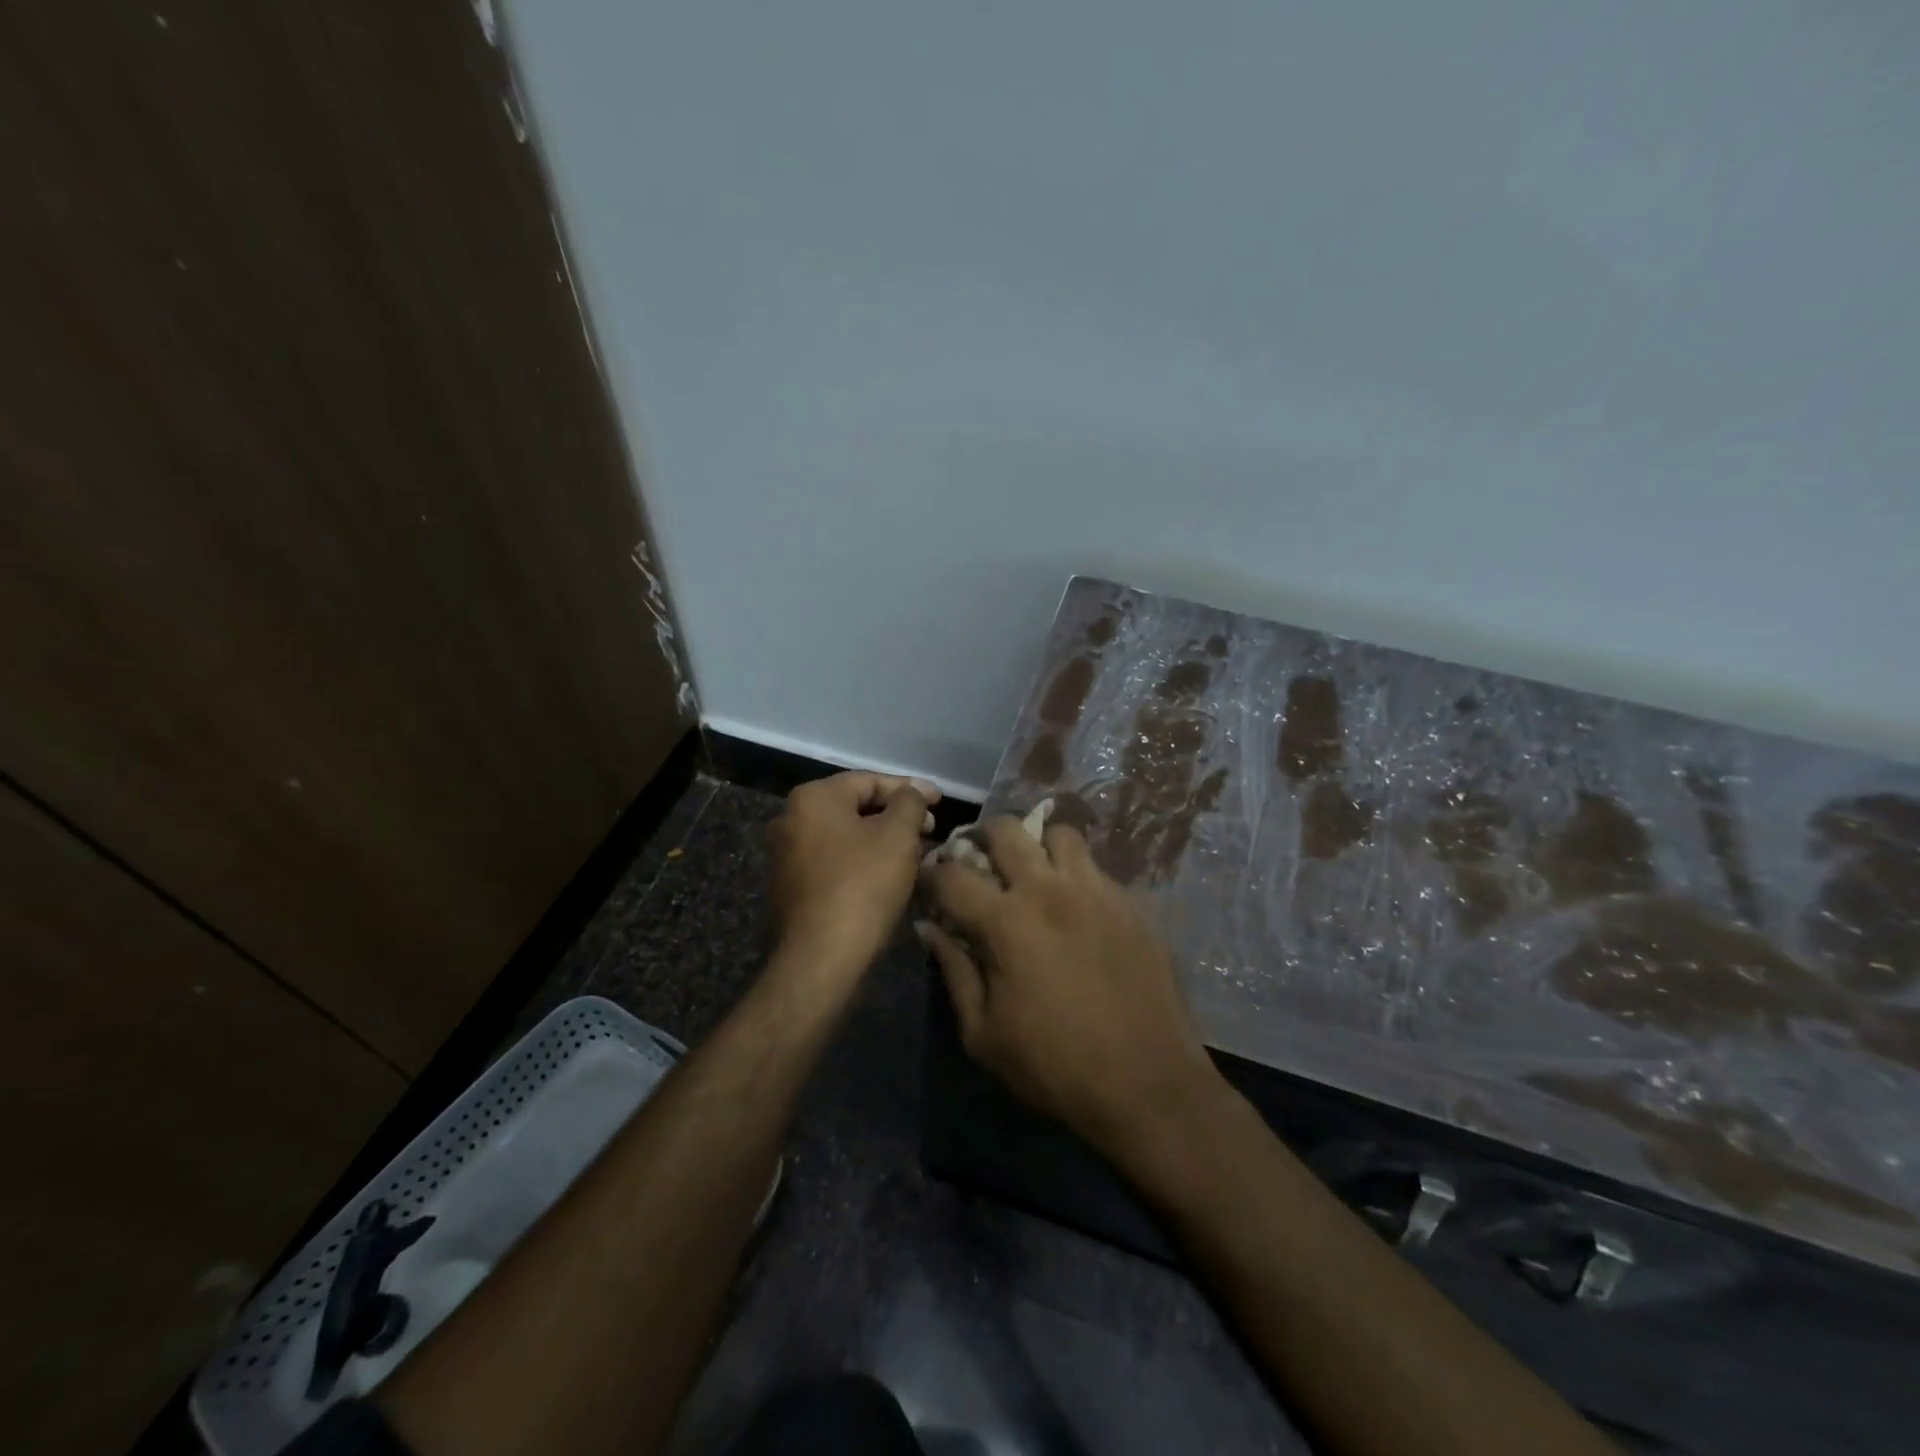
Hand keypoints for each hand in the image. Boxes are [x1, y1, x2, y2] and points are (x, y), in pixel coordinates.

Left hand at [768, 772, 937, 983]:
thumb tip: (911, 796)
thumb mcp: (898, 835)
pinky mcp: (791, 887)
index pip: (870, 781)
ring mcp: (786, 855)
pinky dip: (864, 862)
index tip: (941, 801)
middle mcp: (791, 819)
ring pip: (847, 837)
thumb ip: (910, 803)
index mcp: (813, 797)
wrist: (820, 958)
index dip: (910, 788)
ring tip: (917, 853)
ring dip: (883, 841)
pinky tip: (890, 877)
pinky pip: (835, 861)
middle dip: (897, 816)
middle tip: (931, 829)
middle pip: (856, 807)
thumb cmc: (862, 885)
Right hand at [918, 817, 1220, 1159]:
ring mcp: (1096, 891)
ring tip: (1033, 872)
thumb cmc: (1055, 1065)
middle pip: (1006, 830)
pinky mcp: (1130, 902)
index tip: (930, 881)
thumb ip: (954, 971)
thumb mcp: (983, 1033)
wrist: (1147, 1083)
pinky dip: (1074, 873)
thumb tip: (930, 929)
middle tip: (979, 860)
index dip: (932, 873)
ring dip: (1036, 845)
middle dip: (981, 837)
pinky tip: (1074, 906)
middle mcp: (1050, 890)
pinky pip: (1095, 867)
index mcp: (1006, 921)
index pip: (953, 874)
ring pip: (1059, 834)